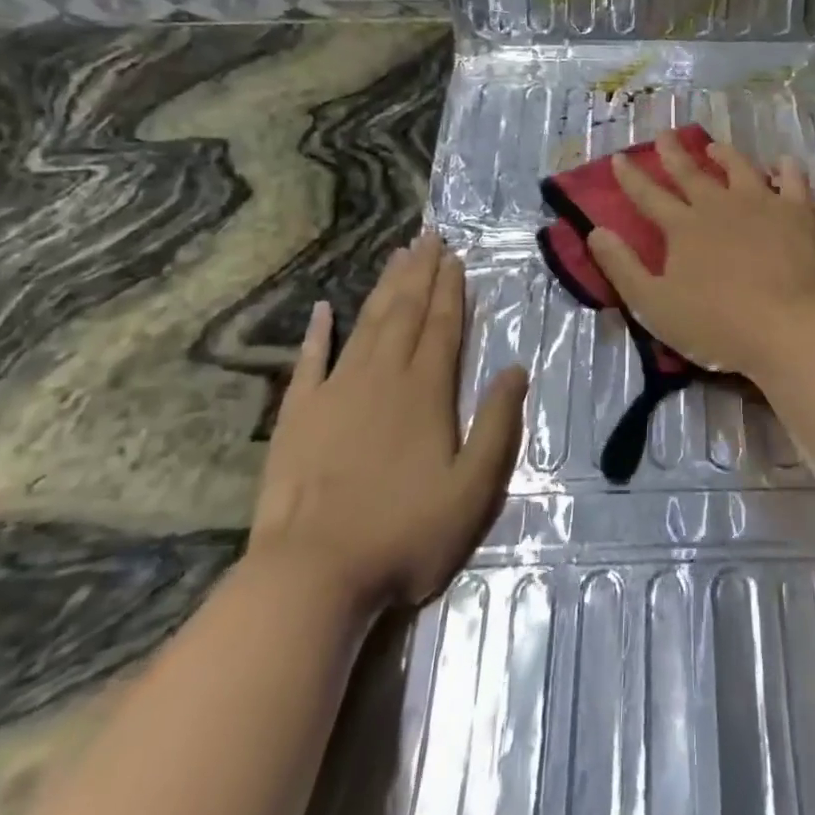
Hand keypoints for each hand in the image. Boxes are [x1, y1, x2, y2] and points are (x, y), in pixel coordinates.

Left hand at [249, 232, 527, 610]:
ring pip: (365, 324)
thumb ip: (498, 424)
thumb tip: (516, 368)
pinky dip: (316, 333)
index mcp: (426, 390)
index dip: (451, 288)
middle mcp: (382, 376)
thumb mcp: (473, 489)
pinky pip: (309, 362)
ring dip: (383, 288)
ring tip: (396, 256)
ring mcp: (336, 392)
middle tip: (428, 237)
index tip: (455, 256)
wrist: (309, 577)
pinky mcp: (298, 416)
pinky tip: (321, 310)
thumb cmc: (403, 534)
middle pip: (405, 312)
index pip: (443, 325)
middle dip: (420, 272)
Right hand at [584, 132, 814, 378]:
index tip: (619, 157)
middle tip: (665, 134)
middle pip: (691, 173)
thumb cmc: (716, 324)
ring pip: (739, 168)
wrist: (786, 328)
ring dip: (725, 154)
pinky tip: (781, 162)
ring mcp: (761, 203)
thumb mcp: (653, 304)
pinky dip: (785, 168)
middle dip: (674, 153)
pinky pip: (792, 179)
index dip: (631, 177)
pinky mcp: (797, 212)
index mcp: (683, 227)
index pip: (649, 195)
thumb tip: (596, 231)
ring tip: (714, 146)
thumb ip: (622, 267)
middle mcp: (718, 204)